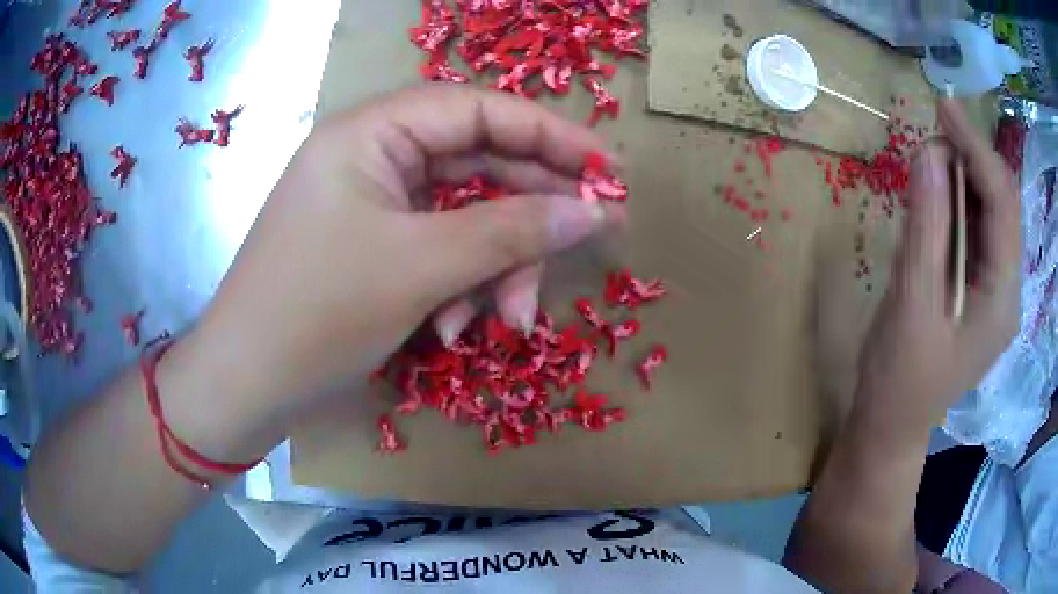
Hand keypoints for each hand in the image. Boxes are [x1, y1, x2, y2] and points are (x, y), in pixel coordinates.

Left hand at [174, 85, 623, 439]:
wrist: (247, 386)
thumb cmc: (316, 314)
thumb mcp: (420, 267)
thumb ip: (512, 232)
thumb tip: (594, 212)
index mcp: (371, 133)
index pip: (480, 110)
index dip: (551, 134)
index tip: (608, 170)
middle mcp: (373, 157)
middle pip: (478, 165)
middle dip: (528, 215)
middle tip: (586, 242)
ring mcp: (373, 205)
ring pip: (464, 218)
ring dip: (494, 267)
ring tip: (509, 320)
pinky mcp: (374, 248)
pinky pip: (438, 251)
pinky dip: (458, 287)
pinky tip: (451, 330)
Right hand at [854, 99, 1020, 433]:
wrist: (891, 425)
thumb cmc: (900, 377)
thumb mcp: (913, 301)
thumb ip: (927, 225)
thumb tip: (930, 151)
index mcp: (1002, 297)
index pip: (1003, 203)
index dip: (976, 148)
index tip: (942, 107)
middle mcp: (1008, 289)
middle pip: (1002, 204)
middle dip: (972, 160)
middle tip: (933, 133)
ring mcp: (996, 291)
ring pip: (991, 215)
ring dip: (964, 178)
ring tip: (931, 161)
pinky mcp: (979, 291)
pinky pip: (977, 232)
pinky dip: (959, 203)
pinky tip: (937, 198)